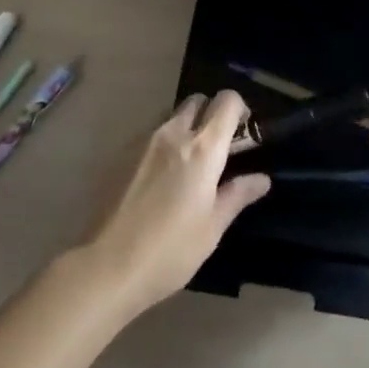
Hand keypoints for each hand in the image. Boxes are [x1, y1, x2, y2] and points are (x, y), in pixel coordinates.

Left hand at [80, 90, 271, 316]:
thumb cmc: (170, 251)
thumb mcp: (212, 228)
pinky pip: (149, 136)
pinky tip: (158, 180)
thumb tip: (261, 179)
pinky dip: (162, 145)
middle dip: (210, 113)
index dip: (239, 108)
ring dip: (185, 128)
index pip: (226, 101)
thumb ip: (237, 195)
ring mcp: (143, 141)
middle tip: (216, 147)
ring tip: (186, 165)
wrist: (106, 266)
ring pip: (171, 117)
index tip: (243, 131)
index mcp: (203, 148)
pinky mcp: (120, 154)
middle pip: (197, 101)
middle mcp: (173, 133)